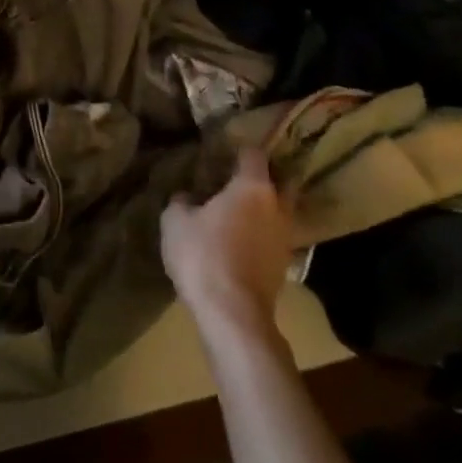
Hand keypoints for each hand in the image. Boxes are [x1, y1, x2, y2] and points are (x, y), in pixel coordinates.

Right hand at [161, 146, 297, 334]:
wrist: (232, 312)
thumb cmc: (203, 255)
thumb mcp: (175, 221)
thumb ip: (182, 202)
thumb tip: (188, 198)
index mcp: (253, 187)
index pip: (254, 155)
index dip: (240, 149)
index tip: (226, 150)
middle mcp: (278, 207)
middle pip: (282, 181)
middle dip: (267, 176)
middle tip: (242, 177)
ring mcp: (286, 237)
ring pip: (282, 211)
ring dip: (267, 208)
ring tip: (242, 210)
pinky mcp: (284, 265)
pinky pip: (276, 236)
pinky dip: (264, 233)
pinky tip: (243, 239)